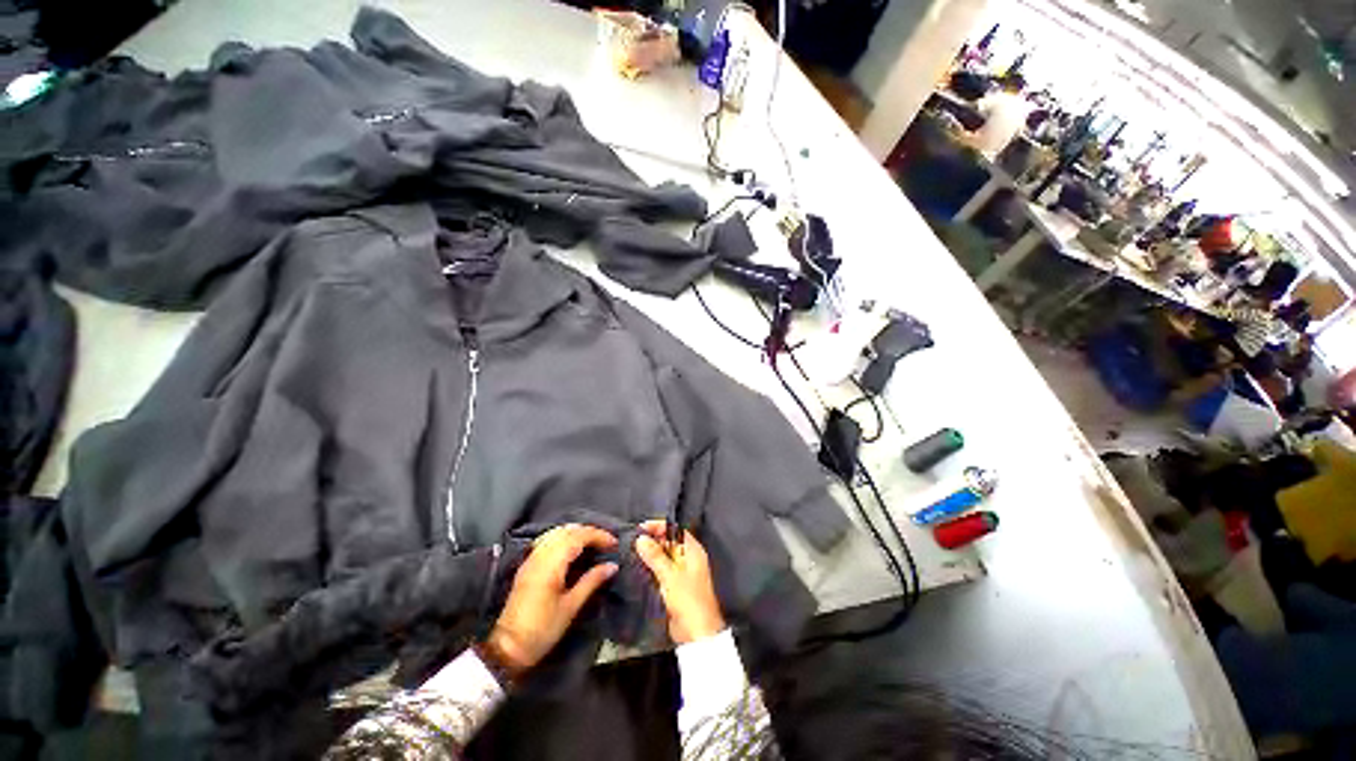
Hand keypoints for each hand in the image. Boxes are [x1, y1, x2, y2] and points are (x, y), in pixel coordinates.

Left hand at [486, 524, 617, 677]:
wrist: (508, 648)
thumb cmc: (543, 629)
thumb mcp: (571, 607)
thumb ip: (592, 581)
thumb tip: (612, 565)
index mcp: (552, 564)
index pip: (579, 536)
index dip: (598, 535)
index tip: (614, 543)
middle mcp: (541, 555)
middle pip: (568, 531)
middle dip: (589, 532)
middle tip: (606, 542)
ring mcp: (532, 558)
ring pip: (557, 532)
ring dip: (576, 532)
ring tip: (592, 542)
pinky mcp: (527, 565)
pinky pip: (548, 540)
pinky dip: (563, 537)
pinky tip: (571, 547)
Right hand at [634, 521, 724, 643]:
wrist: (697, 634)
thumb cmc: (688, 600)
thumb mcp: (670, 575)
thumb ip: (655, 556)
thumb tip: (641, 538)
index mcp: (693, 550)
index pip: (675, 530)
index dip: (659, 527)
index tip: (641, 528)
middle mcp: (688, 558)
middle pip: (669, 542)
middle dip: (652, 539)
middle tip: (633, 540)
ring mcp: (682, 571)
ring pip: (664, 556)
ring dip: (650, 553)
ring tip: (631, 551)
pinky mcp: (675, 585)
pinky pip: (662, 569)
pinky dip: (651, 566)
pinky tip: (638, 566)